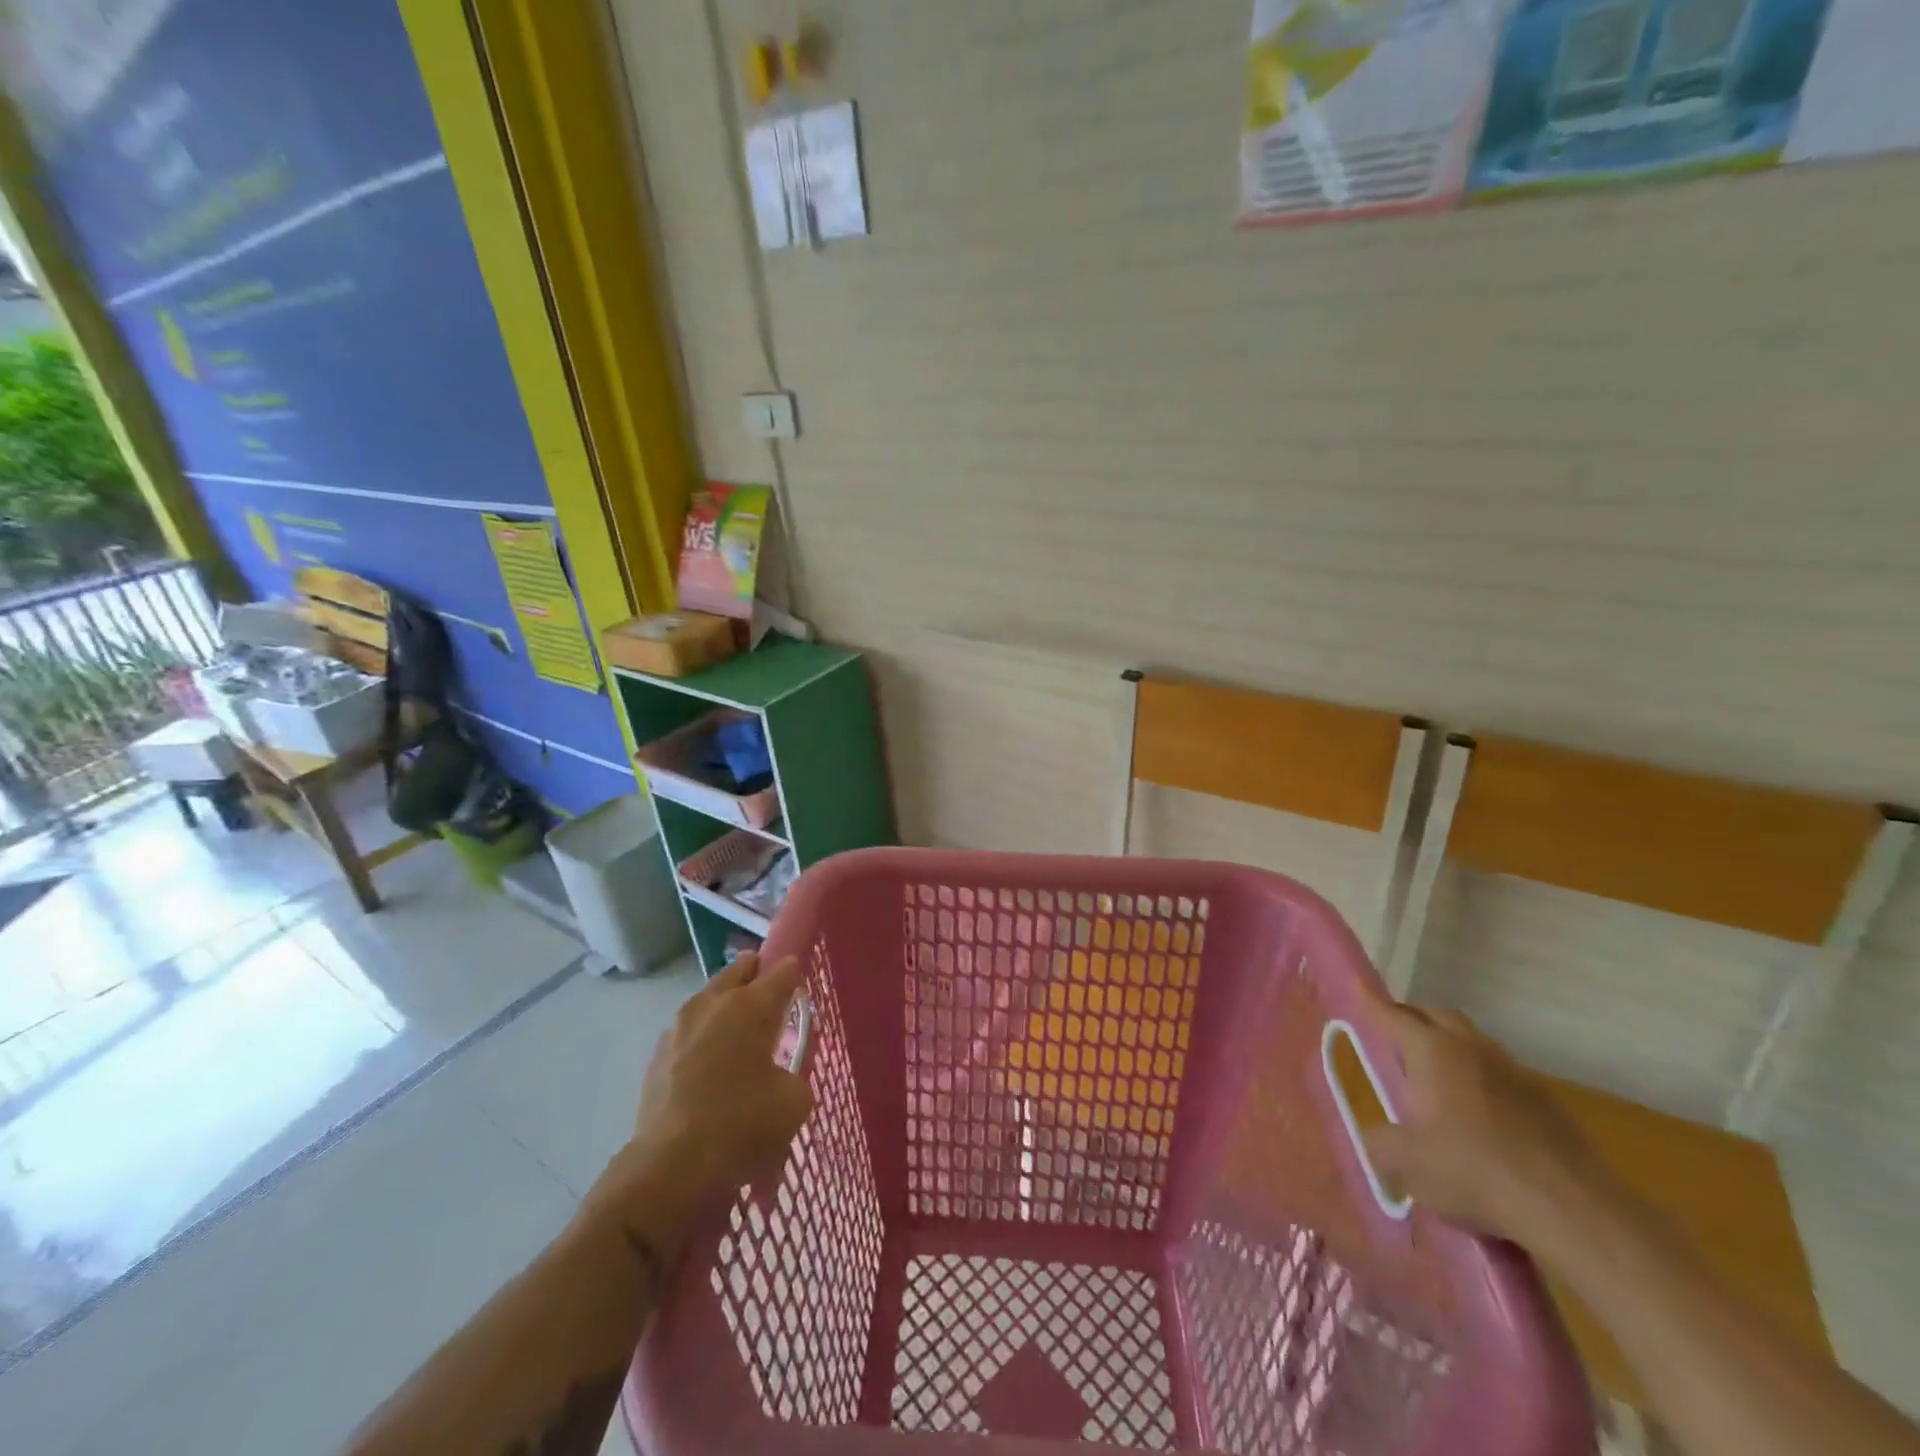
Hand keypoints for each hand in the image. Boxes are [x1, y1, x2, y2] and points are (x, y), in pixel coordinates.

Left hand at [586, 955, 814, 1256]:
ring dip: (726, 1007)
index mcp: (750, 1005)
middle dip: (756, 976)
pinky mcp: (656, 1057)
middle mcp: (712, 1004)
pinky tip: (710, 1068)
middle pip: (739, 971)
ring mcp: (678, 1028)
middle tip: (771, 1000)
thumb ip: (795, 1073)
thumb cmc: (743, 1126)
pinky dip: (703, 1039)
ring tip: (740, 1036)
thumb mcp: (795, 1102)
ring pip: (709, 999)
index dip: (795, 975)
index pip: (782, 971)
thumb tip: (781, 1073)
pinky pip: (688, 1033)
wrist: (670, 1170)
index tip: (801, 988)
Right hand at [1363, 1001, 1609, 1245]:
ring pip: (1473, 1042)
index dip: (1370, 1002)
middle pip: (1437, 1015)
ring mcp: (1514, 1073)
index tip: (1357, 986)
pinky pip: (1502, 1074)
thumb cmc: (1473, 1171)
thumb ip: (1382, 1144)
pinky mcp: (1547, 1103)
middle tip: (1395, 1033)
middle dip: (1413, 1017)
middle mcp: (1471, 1049)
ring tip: (1437, 1076)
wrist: (1571, 1209)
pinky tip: (1481, 1114)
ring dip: (1451, 1047)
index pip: (1392, 1015)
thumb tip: (1377, 1138)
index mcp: (1432, 1051)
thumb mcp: (1408, 1163)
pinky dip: (1482, 1079)